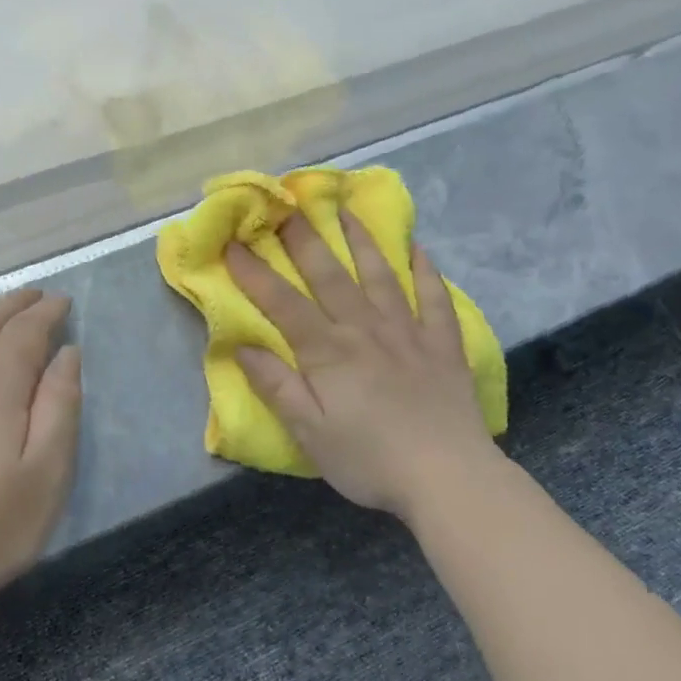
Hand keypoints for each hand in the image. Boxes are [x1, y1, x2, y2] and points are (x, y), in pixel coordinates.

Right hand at [225, 215, 501, 519]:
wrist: (448, 476)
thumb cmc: (369, 459)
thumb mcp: (310, 432)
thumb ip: (277, 386)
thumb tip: (242, 347)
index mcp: (328, 352)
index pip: (283, 303)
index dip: (254, 273)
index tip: (232, 243)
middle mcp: (366, 330)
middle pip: (330, 276)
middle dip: (304, 239)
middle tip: (286, 204)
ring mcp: (408, 333)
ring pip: (380, 276)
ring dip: (361, 241)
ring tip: (346, 211)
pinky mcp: (443, 345)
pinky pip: (434, 298)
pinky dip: (425, 271)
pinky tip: (418, 250)